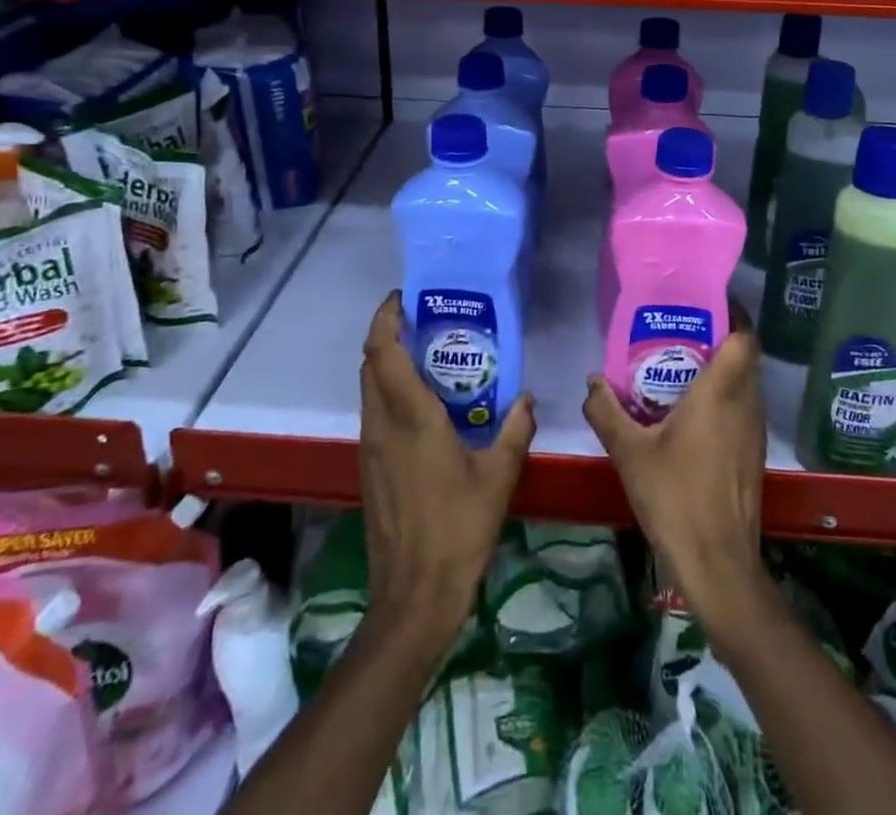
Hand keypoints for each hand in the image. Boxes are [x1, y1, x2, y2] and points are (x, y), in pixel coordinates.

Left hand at [359, 291, 535, 652]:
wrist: (414, 596)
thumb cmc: (459, 528)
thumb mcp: (499, 475)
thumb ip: (515, 429)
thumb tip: (526, 398)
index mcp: (411, 418)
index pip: (383, 352)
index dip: (386, 318)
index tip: (404, 298)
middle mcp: (382, 425)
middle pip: (370, 364)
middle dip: (388, 335)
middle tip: (425, 322)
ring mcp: (371, 448)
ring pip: (370, 389)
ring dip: (388, 364)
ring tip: (429, 357)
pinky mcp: (370, 468)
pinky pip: (375, 413)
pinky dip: (390, 393)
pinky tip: (425, 407)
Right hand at [583, 305, 771, 645]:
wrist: (718, 564)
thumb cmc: (675, 497)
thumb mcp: (629, 452)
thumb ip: (606, 410)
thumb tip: (592, 381)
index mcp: (721, 392)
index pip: (745, 337)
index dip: (734, 314)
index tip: (706, 304)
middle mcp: (746, 403)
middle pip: (744, 356)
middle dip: (718, 339)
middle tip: (680, 333)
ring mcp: (754, 431)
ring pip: (745, 384)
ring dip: (721, 371)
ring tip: (680, 368)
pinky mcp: (754, 455)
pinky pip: (742, 409)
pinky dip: (723, 399)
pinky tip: (690, 415)